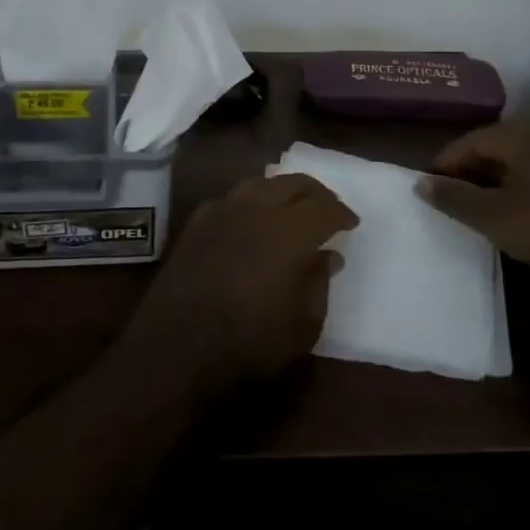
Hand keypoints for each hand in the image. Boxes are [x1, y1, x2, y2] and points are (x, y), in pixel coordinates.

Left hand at [120, 174, 357, 398]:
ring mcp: (223, 210)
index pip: (324, 208)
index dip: (341, 213)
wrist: (178, 347)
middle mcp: (258, 208)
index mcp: (290, 231)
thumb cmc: (249, 343)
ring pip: (260, 183)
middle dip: (316, 193)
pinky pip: (231, 198)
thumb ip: (319, 284)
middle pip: (293, 184)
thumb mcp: (302, 327)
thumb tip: (328, 256)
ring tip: (291, 206)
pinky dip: (249, 201)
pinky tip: (250, 217)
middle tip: (328, 208)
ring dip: (282, 190)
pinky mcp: (198, 221)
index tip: (351, 223)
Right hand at [414, 119, 529, 275]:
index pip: (465, 143)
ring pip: (510, 161)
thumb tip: (418, 183)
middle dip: (466, 174)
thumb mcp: (491, 216)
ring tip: (475, 209)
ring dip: (490, 181)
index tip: (428, 192)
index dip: (442, 167)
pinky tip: (509, 210)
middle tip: (450, 202)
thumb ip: (453, 197)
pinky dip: (513, 186)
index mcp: (514, 135)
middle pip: (488, 148)